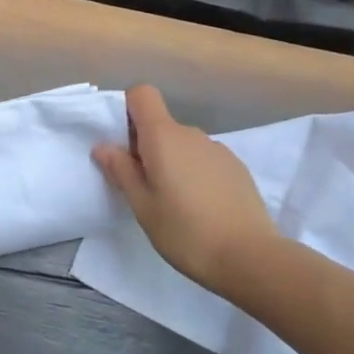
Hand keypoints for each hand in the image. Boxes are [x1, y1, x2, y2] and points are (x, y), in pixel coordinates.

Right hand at [92, 85, 278, 296]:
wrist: (250, 258)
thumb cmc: (186, 231)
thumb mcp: (143, 206)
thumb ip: (121, 171)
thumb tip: (103, 146)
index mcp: (163, 137)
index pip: (142, 95)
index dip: (129, 111)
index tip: (124, 145)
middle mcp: (191, 133)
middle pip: (161, 124)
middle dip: (147, 147)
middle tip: (145, 188)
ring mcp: (217, 149)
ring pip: (183, 145)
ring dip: (173, 163)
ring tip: (176, 204)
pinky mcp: (236, 167)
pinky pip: (204, 159)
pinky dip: (196, 174)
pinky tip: (203, 209)